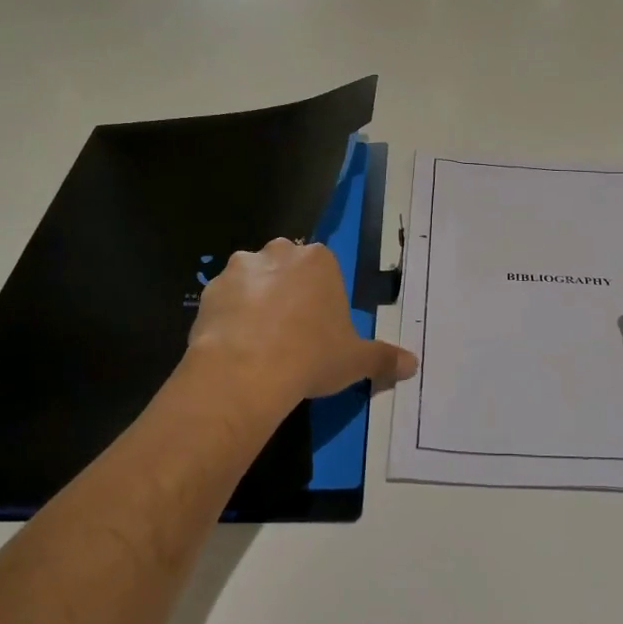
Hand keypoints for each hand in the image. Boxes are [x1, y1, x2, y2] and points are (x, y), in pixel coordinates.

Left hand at [187, 238, 417, 425]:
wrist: (246, 371)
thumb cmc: (311, 356)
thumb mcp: (356, 360)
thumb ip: (385, 358)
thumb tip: (413, 365)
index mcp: (319, 261)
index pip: (323, 269)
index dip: (321, 298)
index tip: (319, 327)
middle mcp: (279, 252)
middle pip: (286, 266)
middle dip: (287, 290)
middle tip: (290, 332)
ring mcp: (239, 268)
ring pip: (252, 279)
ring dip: (255, 300)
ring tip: (258, 341)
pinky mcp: (209, 290)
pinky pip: (224, 300)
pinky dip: (228, 317)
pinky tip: (234, 347)